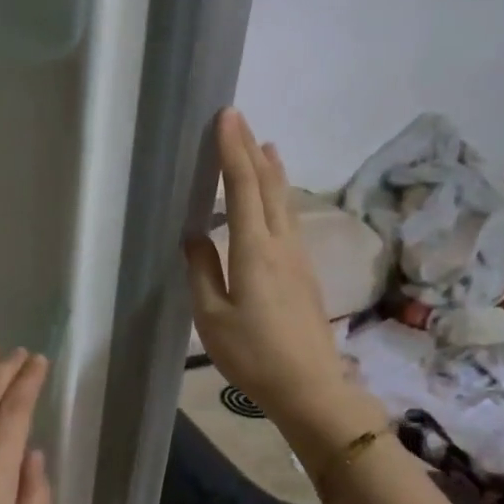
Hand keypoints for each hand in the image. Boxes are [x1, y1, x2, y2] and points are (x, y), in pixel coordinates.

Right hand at [185, 108, 352, 422]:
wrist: (308, 386)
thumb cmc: (253, 354)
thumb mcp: (212, 317)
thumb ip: (202, 272)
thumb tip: (194, 236)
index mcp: (254, 251)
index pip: (242, 189)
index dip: (233, 151)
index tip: (226, 117)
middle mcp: (281, 244)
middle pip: (268, 187)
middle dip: (252, 151)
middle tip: (239, 121)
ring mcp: (298, 257)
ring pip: (284, 202)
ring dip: (272, 171)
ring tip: (266, 146)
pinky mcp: (304, 273)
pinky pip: (289, 220)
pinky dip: (278, 197)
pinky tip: (275, 199)